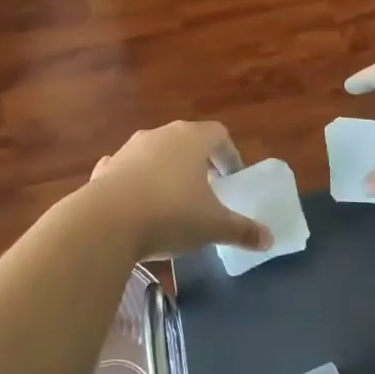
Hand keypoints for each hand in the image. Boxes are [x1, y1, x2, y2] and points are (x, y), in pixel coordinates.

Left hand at [77, 121, 271, 262]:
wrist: (106, 223)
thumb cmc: (171, 214)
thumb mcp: (213, 226)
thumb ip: (242, 230)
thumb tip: (269, 239)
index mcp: (191, 139)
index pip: (219, 134)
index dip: (229, 155)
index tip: (232, 179)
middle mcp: (160, 135)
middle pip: (186, 140)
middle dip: (198, 162)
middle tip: (207, 190)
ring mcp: (128, 149)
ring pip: (155, 153)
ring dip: (165, 171)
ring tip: (172, 200)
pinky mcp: (105, 168)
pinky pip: (126, 170)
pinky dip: (135, 182)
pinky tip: (136, 205)